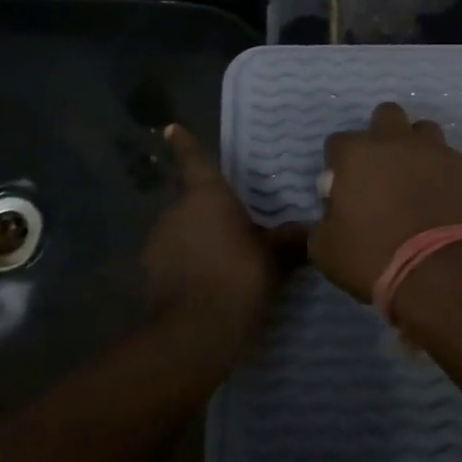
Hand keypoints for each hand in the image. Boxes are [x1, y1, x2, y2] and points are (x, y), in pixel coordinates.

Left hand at [142, 124, 300, 356]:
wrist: (195, 334)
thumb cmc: (238, 280)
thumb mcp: (273, 259)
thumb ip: (288, 241)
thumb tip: (311, 231)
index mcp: (207, 197)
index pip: (195, 161)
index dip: (185, 144)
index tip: (171, 128)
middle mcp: (177, 211)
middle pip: (194, 202)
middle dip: (212, 213)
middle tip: (237, 228)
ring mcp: (158, 242)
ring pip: (183, 231)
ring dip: (199, 239)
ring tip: (225, 261)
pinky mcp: (150, 272)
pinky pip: (174, 257)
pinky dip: (188, 263)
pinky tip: (207, 283)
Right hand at [309, 102, 461, 301]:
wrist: (442, 274)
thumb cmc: (375, 258)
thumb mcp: (326, 250)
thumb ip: (320, 223)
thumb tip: (327, 216)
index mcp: (357, 153)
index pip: (338, 142)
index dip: (340, 164)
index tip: (345, 188)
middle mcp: (396, 141)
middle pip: (386, 115)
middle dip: (382, 135)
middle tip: (382, 171)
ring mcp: (437, 151)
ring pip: (424, 131)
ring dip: (417, 149)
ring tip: (417, 181)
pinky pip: (453, 161)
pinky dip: (445, 175)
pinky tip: (445, 201)